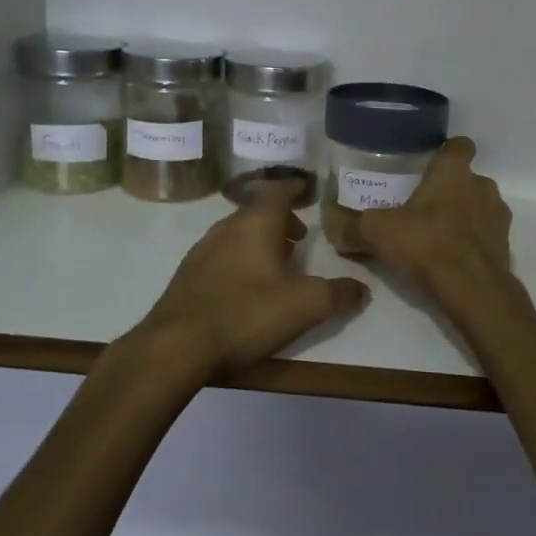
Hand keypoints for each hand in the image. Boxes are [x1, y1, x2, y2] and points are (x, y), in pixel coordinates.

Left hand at [134, 178, 367, 381]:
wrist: (176, 346)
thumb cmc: (246, 314)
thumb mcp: (305, 306)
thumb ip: (337, 294)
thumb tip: (360, 288)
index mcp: (256, 224)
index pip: (278, 191)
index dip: (294, 189)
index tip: (306, 190)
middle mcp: (227, 228)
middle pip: (257, 212)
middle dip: (280, 220)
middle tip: (300, 237)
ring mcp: (202, 251)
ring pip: (237, 233)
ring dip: (259, 241)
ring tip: (277, 263)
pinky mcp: (187, 275)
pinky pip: (221, 255)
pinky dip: (239, 259)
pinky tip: (246, 287)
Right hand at [356, 138, 515, 303]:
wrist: (472, 289)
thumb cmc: (426, 244)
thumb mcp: (378, 233)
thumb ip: (355, 228)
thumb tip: (335, 231)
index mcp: (454, 172)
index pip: (459, 145)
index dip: (446, 152)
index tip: (430, 164)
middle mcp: (482, 186)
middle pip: (467, 179)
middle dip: (449, 191)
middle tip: (422, 208)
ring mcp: (498, 217)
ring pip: (479, 207)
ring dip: (463, 217)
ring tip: (436, 236)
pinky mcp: (505, 246)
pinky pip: (486, 236)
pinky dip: (472, 243)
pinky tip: (451, 260)